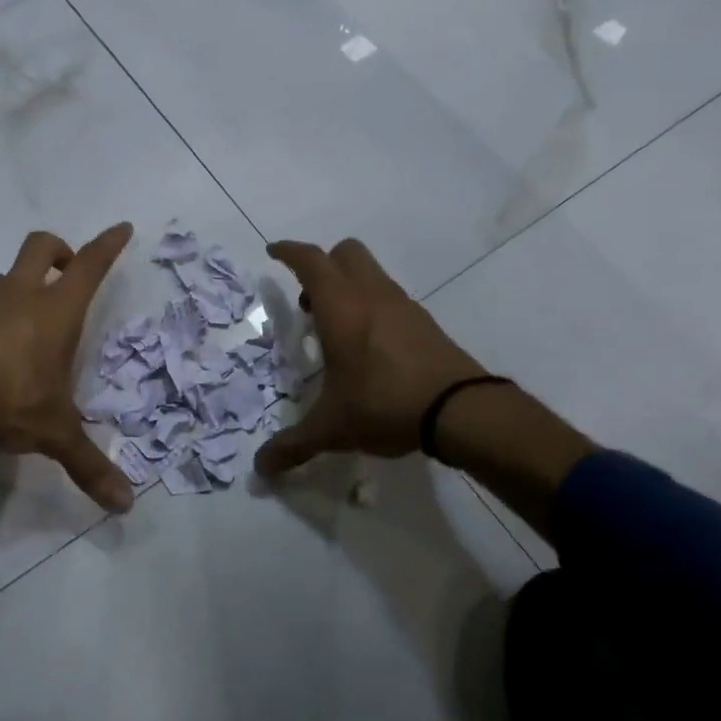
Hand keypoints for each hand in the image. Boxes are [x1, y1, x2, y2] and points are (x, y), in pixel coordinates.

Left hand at [0, 223, 136, 512]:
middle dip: (58, 250)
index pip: (89, 265)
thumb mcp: (55, 434)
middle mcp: (19, 297)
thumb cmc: (11, 404)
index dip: (108, 245)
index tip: (121, 228)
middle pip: (40, 247)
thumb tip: (125, 506)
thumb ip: (90, 466)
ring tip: (26, 321)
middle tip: (65, 272)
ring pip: (3, 276)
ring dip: (18, 286)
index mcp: (55, 311)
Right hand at [255, 238, 486, 476]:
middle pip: (344, 252)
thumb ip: (293, 445)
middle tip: (309, 302)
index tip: (273, 252)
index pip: (310, 261)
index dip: (289, 251)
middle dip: (322, 266)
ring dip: (348, 286)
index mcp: (340, 307)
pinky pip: (390, 297)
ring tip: (337, 330)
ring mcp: (402, 305)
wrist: (460, 410)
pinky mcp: (424, 322)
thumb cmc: (384, 404)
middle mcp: (370, 295)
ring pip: (370, 273)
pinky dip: (372, 306)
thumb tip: (260, 469)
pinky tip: (370, 347)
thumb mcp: (332, 427)